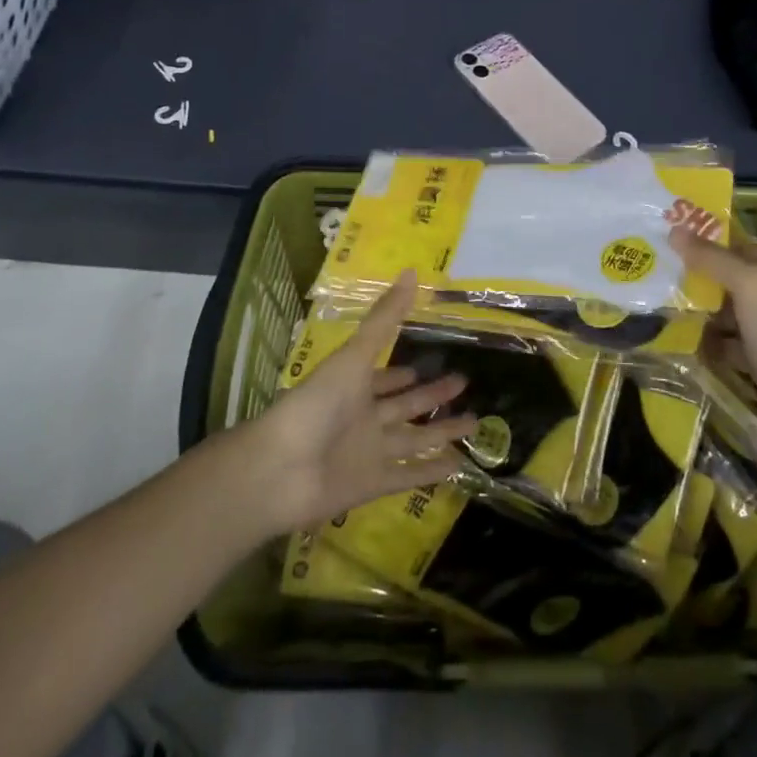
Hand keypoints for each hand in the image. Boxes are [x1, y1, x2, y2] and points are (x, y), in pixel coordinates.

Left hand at [233, 270, 476, 535]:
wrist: (281, 468)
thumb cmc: (316, 403)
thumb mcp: (354, 355)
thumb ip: (384, 319)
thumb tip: (412, 272)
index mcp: (354, 385)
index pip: (385, 377)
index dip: (405, 372)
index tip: (432, 360)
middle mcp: (363, 417)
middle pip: (405, 405)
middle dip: (432, 395)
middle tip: (463, 382)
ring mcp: (368, 452)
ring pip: (413, 439)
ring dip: (441, 431)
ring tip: (474, 422)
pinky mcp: (373, 484)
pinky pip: (409, 474)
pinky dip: (432, 470)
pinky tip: (459, 464)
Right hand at [671, 229, 756, 448]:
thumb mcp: (751, 286)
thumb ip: (712, 259)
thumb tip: (674, 231)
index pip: (738, 249)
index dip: (706, 244)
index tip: (666, 243)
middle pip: (730, 283)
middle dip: (697, 280)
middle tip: (655, 277)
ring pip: (726, 316)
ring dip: (699, 314)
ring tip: (658, 309)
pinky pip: (727, 348)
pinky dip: (707, 346)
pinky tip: (680, 343)